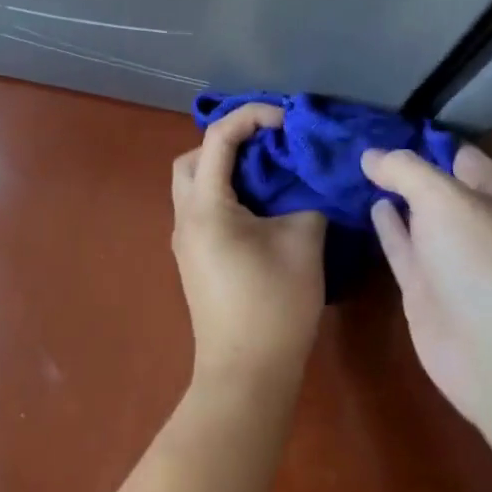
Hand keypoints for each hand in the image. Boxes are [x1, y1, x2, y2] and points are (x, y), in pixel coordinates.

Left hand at [171, 103, 326, 392]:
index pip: (219, 137)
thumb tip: (307, 184)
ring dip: (226, 169)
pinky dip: (226, 194)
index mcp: (206, 206)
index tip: (287, 121)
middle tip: (269, 146)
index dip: (252, 117)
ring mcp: (185, 240)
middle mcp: (185, 217)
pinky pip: (202, 208)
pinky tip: (261, 207)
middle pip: (193, 158)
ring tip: (269, 173)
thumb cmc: (273, 306)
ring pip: (194, 184)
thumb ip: (306, 200)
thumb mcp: (302, 244)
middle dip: (228, 142)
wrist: (246, 375)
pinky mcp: (193, 259)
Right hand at [362, 143, 491, 430]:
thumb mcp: (443, 198)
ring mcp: (448, 256)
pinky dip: (383, 226)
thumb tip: (369, 155)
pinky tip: (364, 205)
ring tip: (348, 167)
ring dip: (387, 194)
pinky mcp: (424, 286)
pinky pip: (400, 246)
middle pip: (431, 183)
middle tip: (351, 140)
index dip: (418, 138)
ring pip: (413, 215)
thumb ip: (404, 170)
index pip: (454, 153)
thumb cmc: (483, 261)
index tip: (375, 124)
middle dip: (397, 165)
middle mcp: (473, 221)